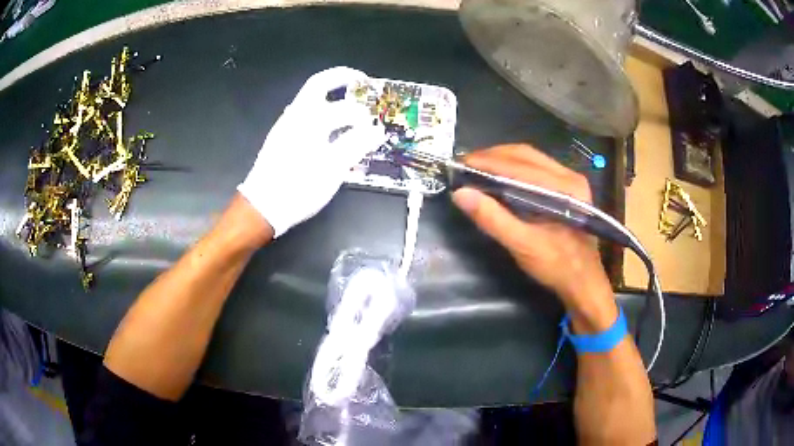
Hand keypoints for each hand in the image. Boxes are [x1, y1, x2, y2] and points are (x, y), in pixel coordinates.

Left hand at [238, 67, 384, 237]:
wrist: (262, 207)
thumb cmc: (299, 188)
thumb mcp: (333, 169)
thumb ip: (356, 145)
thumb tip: (377, 131)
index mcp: (310, 120)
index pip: (346, 108)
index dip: (365, 117)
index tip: (375, 129)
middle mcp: (296, 115)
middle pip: (319, 84)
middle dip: (341, 77)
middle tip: (361, 79)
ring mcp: (285, 125)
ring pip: (309, 99)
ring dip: (330, 94)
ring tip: (348, 104)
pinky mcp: (280, 136)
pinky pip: (303, 114)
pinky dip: (320, 111)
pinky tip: (328, 128)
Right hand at [452, 145, 616, 331]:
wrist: (583, 281)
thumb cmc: (556, 266)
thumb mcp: (522, 245)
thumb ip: (492, 218)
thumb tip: (460, 193)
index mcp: (564, 188)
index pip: (520, 164)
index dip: (487, 161)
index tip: (461, 164)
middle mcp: (569, 176)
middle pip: (525, 154)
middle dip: (492, 156)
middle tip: (466, 164)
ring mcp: (570, 179)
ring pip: (530, 158)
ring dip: (502, 160)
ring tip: (477, 168)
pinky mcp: (567, 187)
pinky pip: (536, 167)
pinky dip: (513, 168)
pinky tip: (499, 177)